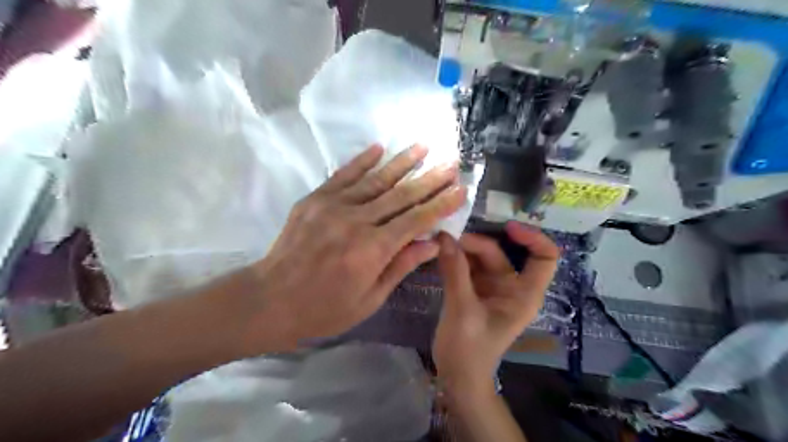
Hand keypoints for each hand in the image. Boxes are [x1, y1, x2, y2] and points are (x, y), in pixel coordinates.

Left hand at [236, 145, 463, 354]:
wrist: (270, 300)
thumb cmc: (323, 309)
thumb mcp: (369, 298)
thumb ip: (400, 266)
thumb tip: (432, 242)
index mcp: (372, 249)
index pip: (416, 220)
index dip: (441, 204)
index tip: (460, 189)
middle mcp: (356, 221)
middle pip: (401, 195)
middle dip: (430, 178)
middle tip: (451, 163)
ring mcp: (333, 206)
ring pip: (375, 179)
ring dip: (402, 161)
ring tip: (423, 146)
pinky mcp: (315, 199)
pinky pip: (343, 175)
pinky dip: (361, 161)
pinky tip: (378, 148)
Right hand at [434, 223, 555, 394]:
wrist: (457, 377)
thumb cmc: (469, 350)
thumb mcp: (462, 309)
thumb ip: (455, 271)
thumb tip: (444, 237)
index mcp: (524, 294)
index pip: (544, 257)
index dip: (532, 237)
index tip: (507, 226)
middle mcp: (511, 287)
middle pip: (500, 253)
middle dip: (475, 243)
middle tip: (446, 239)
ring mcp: (492, 288)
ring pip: (481, 257)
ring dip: (462, 249)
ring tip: (439, 242)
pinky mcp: (474, 290)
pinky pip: (467, 266)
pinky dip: (455, 258)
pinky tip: (438, 253)